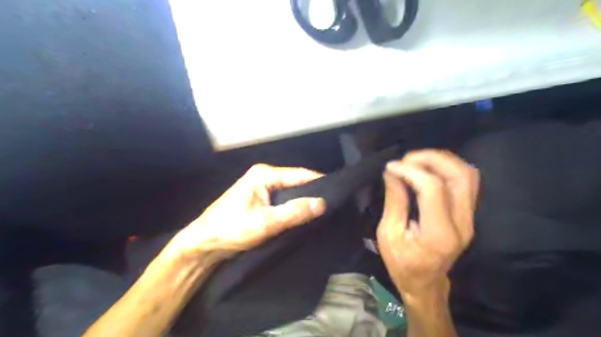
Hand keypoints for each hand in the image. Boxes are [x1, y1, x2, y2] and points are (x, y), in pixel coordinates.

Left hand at [170, 164, 327, 258]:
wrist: (204, 244)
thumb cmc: (231, 230)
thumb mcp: (266, 222)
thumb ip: (294, 212)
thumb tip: (322, 203)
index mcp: (264, 174)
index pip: (300, 174)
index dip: (320, 183)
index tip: (338, 193)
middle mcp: (263, 176)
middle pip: (295, 181)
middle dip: (312, 192)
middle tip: (332, 205)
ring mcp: (260, 187)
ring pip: (290, 191)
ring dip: (303, 200)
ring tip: (322, 210)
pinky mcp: (259, 199)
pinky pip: (282, 199)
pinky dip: (293, 206)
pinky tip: (303, 214)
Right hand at [379, 150, 479, 300]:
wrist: (425, 283)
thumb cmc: (402, 264)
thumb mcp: (388, 235)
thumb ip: (394, 201)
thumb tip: (393, 172)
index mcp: (439, 234)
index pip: (433, 188)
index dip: (411, 170)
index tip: (391, 167)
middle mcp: (462, 223)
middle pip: (459, 175)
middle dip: (431, 158)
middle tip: (406, 159)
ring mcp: (469, 218)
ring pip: (467, 174)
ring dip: (441, 160)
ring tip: (415, 160)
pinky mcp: (468, 214)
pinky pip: (465, 181)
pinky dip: (447, 168)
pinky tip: (427, 169)